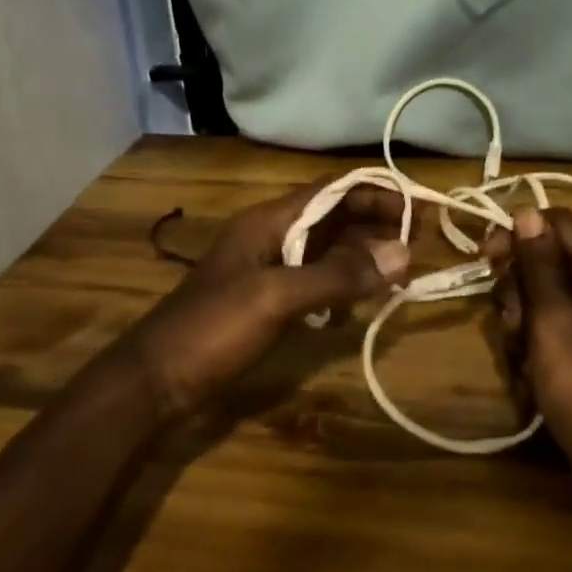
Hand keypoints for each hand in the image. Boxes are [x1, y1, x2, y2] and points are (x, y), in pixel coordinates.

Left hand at [130, 183, 410, 414]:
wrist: (155, 381)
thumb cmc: (213, 329)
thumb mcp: (277, 297)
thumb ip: (337, 275)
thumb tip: (402, 253)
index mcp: (270, 221)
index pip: (332, 190)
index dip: (374, 192)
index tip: (416, 208)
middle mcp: (271, 236)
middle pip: (332, 216)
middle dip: (373, 225)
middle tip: (416, 246)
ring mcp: (267, 270)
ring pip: (325, 249)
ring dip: (360, 256)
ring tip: (397, 274)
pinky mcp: (266, 302)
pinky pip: (313, 281)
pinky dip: (339, 286)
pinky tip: (356, 307)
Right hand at [485, 207, 571, 508]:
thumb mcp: (555, 322)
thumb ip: (538, 266)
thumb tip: (525, 211)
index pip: (554, 222)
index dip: (517, 235)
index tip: (487, 261)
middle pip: (540, 260)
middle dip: (517, 292)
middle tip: (516, 326)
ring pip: (535, 296)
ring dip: (518, 325)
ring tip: (525, 360)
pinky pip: (543, 328)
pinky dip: (529, 349)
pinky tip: (531, 377)